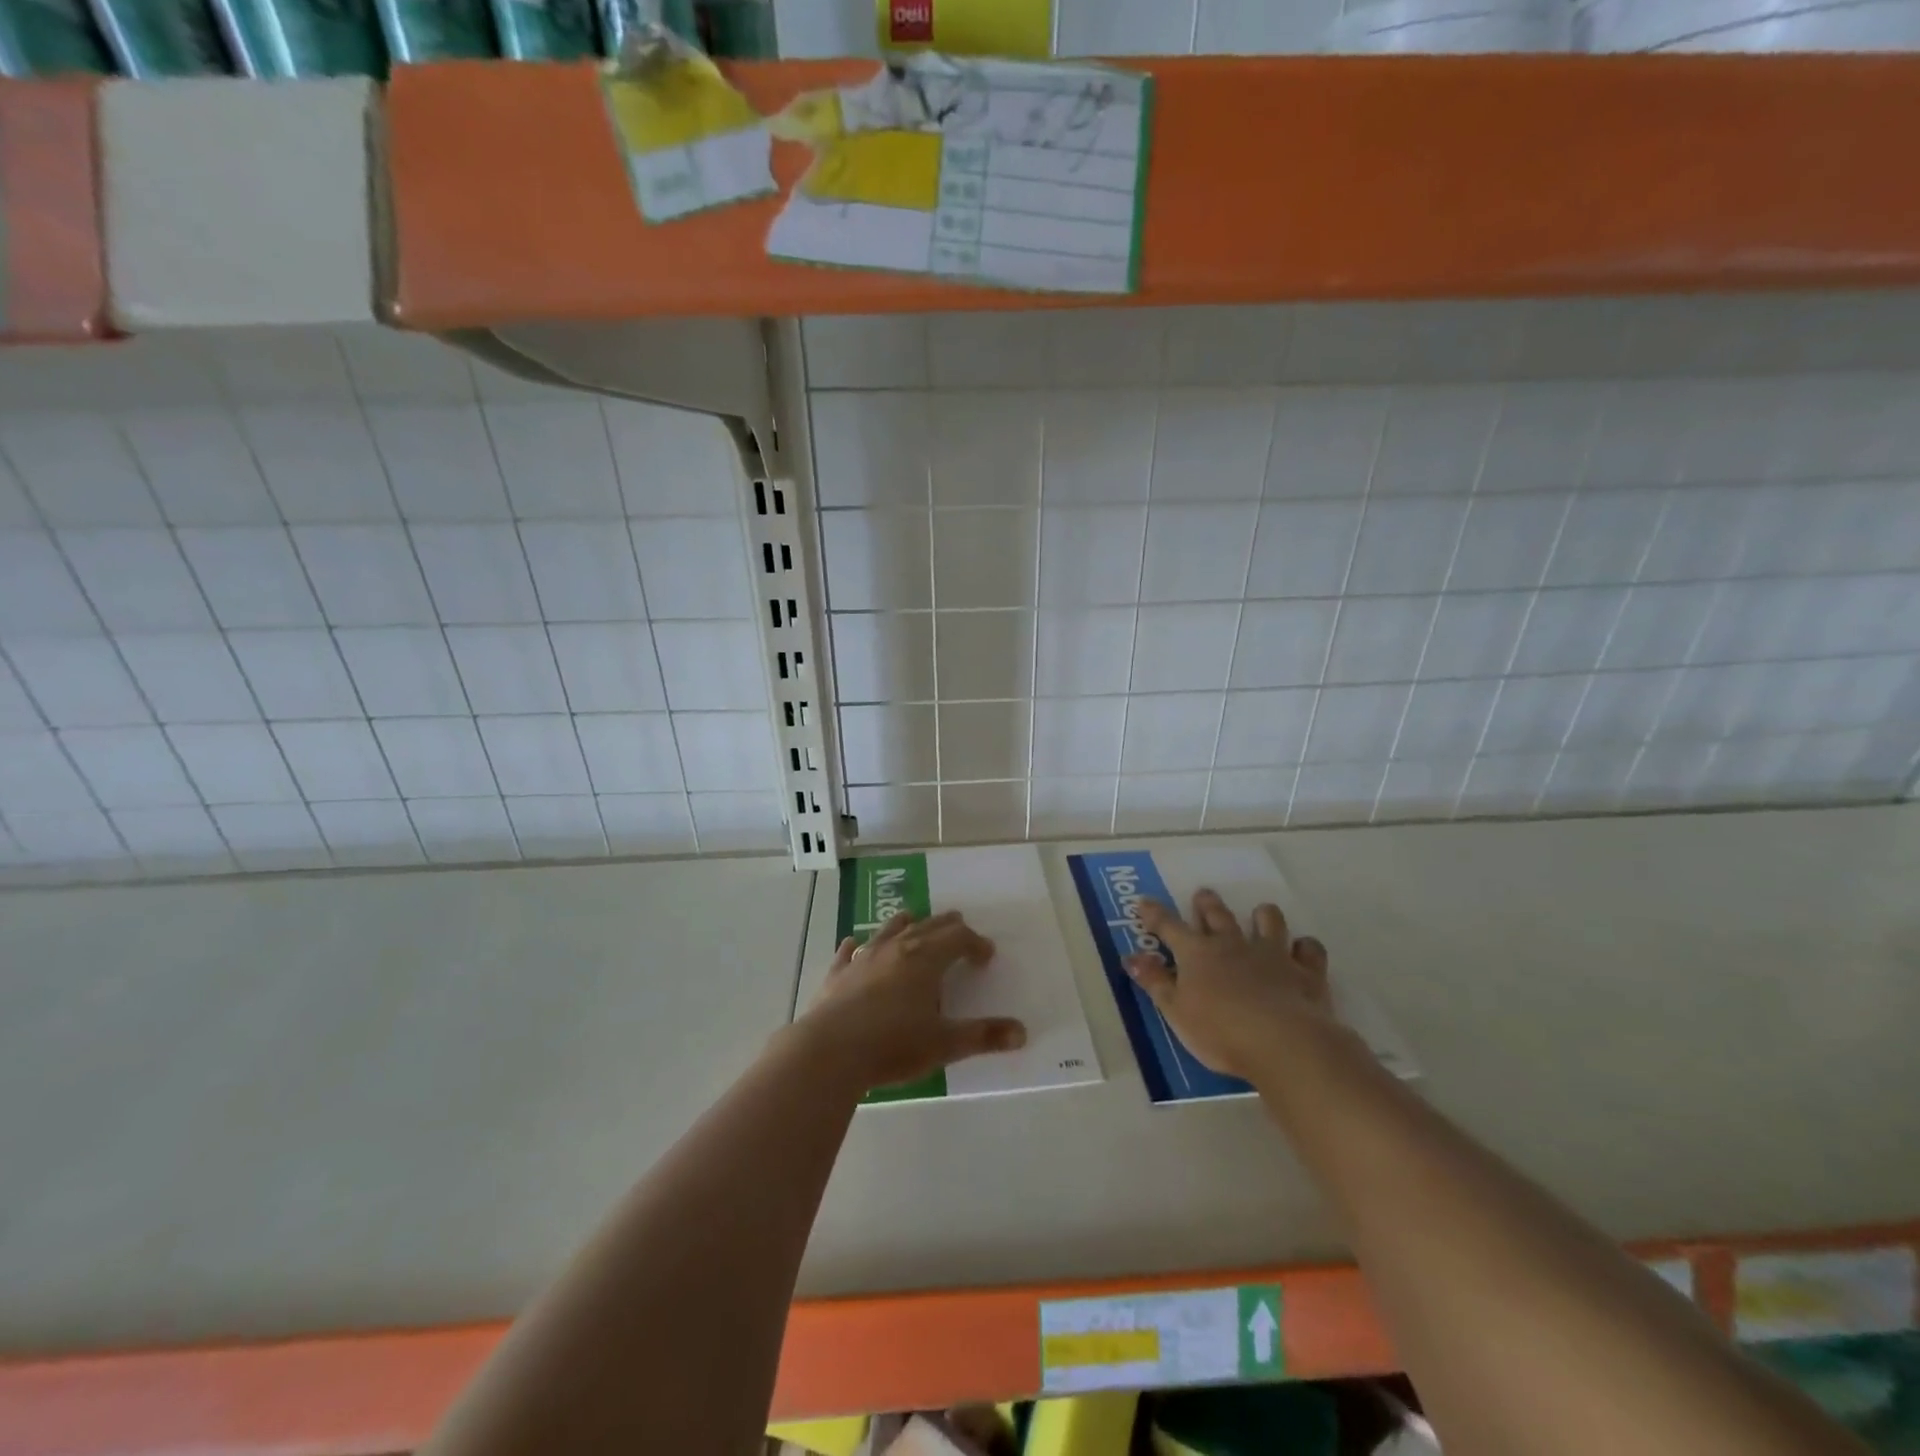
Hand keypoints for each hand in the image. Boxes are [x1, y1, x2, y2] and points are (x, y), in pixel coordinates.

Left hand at [798, 909, 1026, 1091]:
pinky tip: (853, 944)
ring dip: (905, 924)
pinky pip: (849, 951)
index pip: (958, 938)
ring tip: (913, 920)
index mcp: (926, 959)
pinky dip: (856, 945)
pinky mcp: (837, 974)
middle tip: (959, 927)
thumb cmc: (893, 1045)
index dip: (975, 943)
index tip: (986, 955)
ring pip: (889, 930)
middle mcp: (896, 948)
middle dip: (946, 926)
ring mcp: (863, 958)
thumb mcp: (945, 1044)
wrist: (829, 1052)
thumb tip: (1021, 1033)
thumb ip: (983, 1036)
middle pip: (927, 927)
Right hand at [1123, 889, 1331, 1082]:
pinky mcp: (1306, 972)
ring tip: (1260, 915)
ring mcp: (1272, 955)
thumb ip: (1155, 982)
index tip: (1144, 902)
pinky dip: (1305, 947)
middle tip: (1204, 895)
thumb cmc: (1220, 1031)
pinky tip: (1302, 951)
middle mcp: (1233, 945)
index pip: (1169, 927)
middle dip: (1207, 904)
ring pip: (1268, 921)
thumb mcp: (1176, 1012)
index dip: (1155, 914)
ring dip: (1262, 916)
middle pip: (1218, 915)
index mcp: (1197, 954)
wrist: (1285, 1044)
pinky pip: (1309, 949)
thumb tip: (1132, 957)